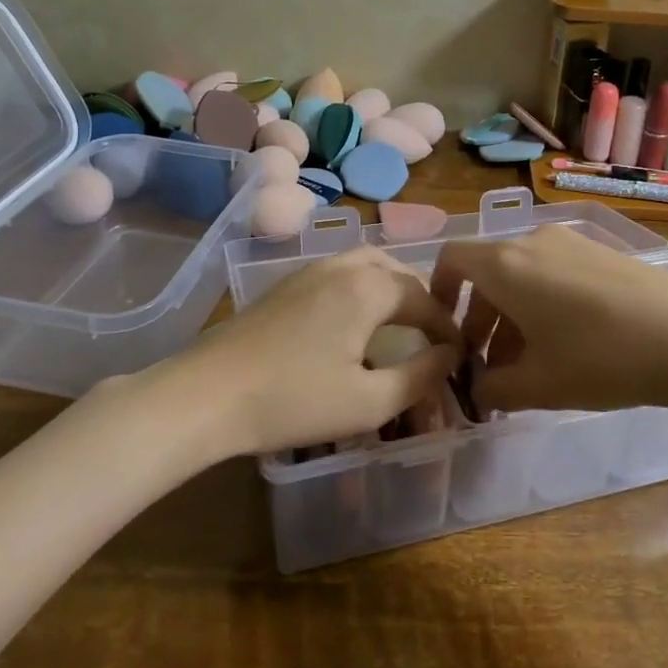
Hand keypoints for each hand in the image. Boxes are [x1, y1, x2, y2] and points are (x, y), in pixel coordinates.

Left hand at [176, 247, 462, 457]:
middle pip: (397, 270)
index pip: (424, 299)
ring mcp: (310, 270)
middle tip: (431, 335)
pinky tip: (352, 321)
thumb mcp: (368, 403)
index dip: (447, 327)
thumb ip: (419, 376)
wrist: (207, 395)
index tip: (460, 355)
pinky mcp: (285, 284)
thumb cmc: (294, 401)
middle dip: (421, 300)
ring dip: (391, 288)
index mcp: (369, 288)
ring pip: (366, 265)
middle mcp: (343, 266)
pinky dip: (362, 287)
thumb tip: (450, 355)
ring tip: (398, 323)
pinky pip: (340, 272)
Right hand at [428, 225, 667, 414]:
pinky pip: (553, 273)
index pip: (452, 259)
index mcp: (505, 264)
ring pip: (523, 275)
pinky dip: (542, 304)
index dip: (438, 291)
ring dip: (512, 317)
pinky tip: (566, 347)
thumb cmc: (600, 357)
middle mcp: (531, 241)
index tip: (445, 330)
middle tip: (488, 368)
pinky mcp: (600, 252)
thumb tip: (477, 389)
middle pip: (488, 273)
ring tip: (527, 368)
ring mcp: (570, 243)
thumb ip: (494, 387)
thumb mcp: (539, 384)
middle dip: (480, 320)